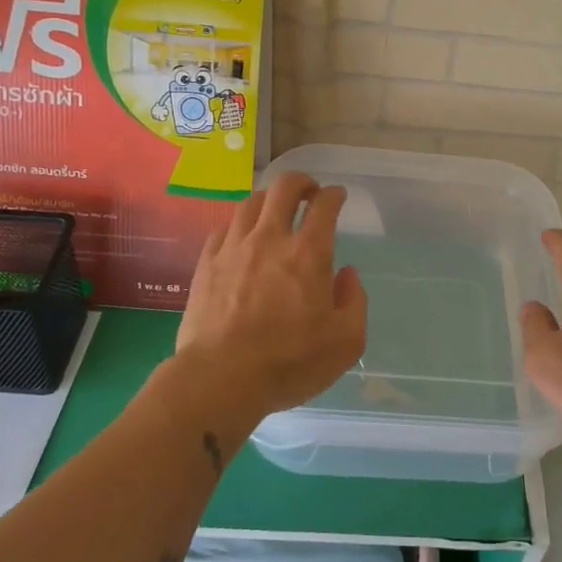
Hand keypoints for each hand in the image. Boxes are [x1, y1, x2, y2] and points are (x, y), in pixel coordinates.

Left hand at [171, 171, 367, 427]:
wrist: (220, 379)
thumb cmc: (290, 362)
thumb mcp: (346, 342)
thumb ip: (354, 301)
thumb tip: (347, 274)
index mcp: (309, 253)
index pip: (324, 204)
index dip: (334, 194)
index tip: (338, 196)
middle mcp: (270, 238)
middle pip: (283, 187)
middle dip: (301, 182)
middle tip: (308, 193)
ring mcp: (233, 248)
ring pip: (251, 202)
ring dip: (268, 200)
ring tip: (275, 212)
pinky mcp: (206, 264)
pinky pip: (224, 228)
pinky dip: (239, 225)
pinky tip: (242, 238)